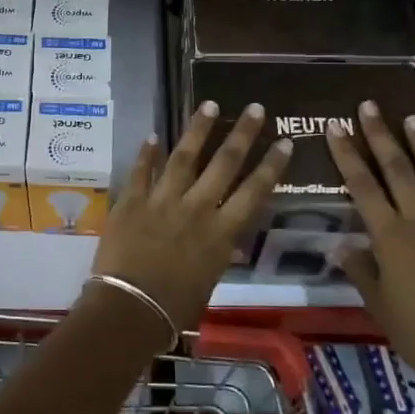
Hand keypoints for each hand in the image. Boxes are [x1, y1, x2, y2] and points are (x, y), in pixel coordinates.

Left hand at [91, 103, 291, 330]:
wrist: (130, 309)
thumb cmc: (175, 309)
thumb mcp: (209, 283)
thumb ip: (218, 256)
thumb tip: (227, 244)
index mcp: (221, 233)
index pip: (254, 192)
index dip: (271, 166)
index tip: (285, 142)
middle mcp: (196, 208)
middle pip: (224, 163)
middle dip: (242, 134)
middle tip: (254, 108)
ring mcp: (162, 200)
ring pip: (184, 156)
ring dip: (198, 129)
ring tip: (209, 104)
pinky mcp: (132, 201)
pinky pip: (141, 170)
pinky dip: (146, 152)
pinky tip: (153, 134)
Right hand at [326, 101, 414, 387]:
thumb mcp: (376, 302)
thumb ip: (360, 268)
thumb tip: (343, 245)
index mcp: (390, 236)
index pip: (362, 185)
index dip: (347, 154)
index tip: (335, 126)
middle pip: (398, 170)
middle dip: (381, 136)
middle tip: (370, 107)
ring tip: (412, 118)